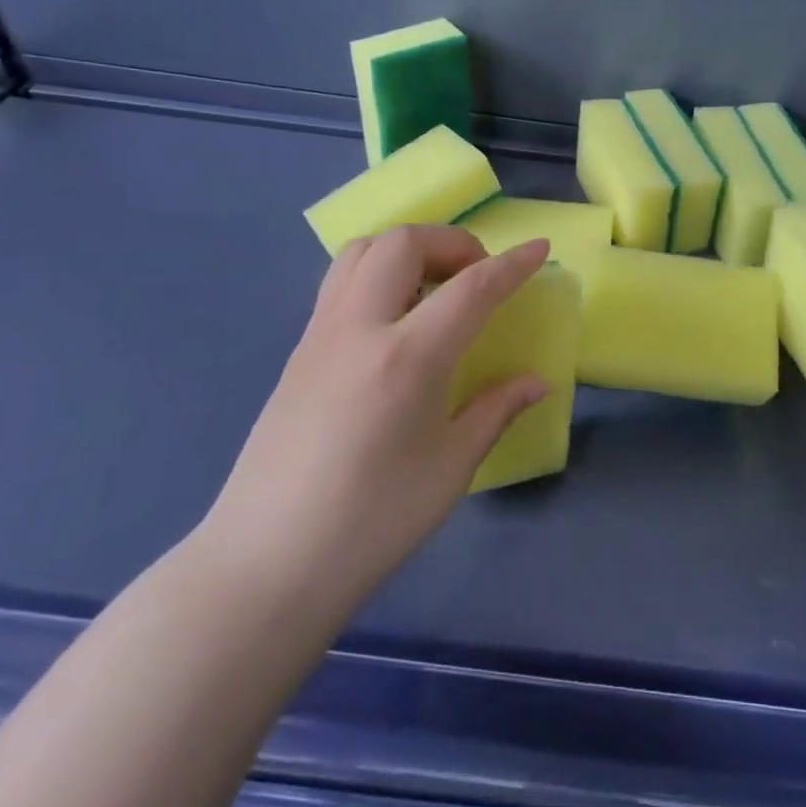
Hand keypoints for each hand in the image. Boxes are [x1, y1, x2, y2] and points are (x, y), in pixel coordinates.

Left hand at [199, 226, 550, 628]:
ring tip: (434, 288)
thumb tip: (538, 382)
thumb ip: (496, 410)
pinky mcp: (297, 351)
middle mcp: (359, 328)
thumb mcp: (451, 467)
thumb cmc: (373, 521)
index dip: (511, 264)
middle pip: (404, 244)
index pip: (471, 288)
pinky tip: (394, 320)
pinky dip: (377, 273)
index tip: (539, 248)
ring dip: (407, 250)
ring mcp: (320, 335)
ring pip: (362, 251)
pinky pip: (340, 283)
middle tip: (477, 277)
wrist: (267, 564)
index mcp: (407, 358)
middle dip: (451, 242)